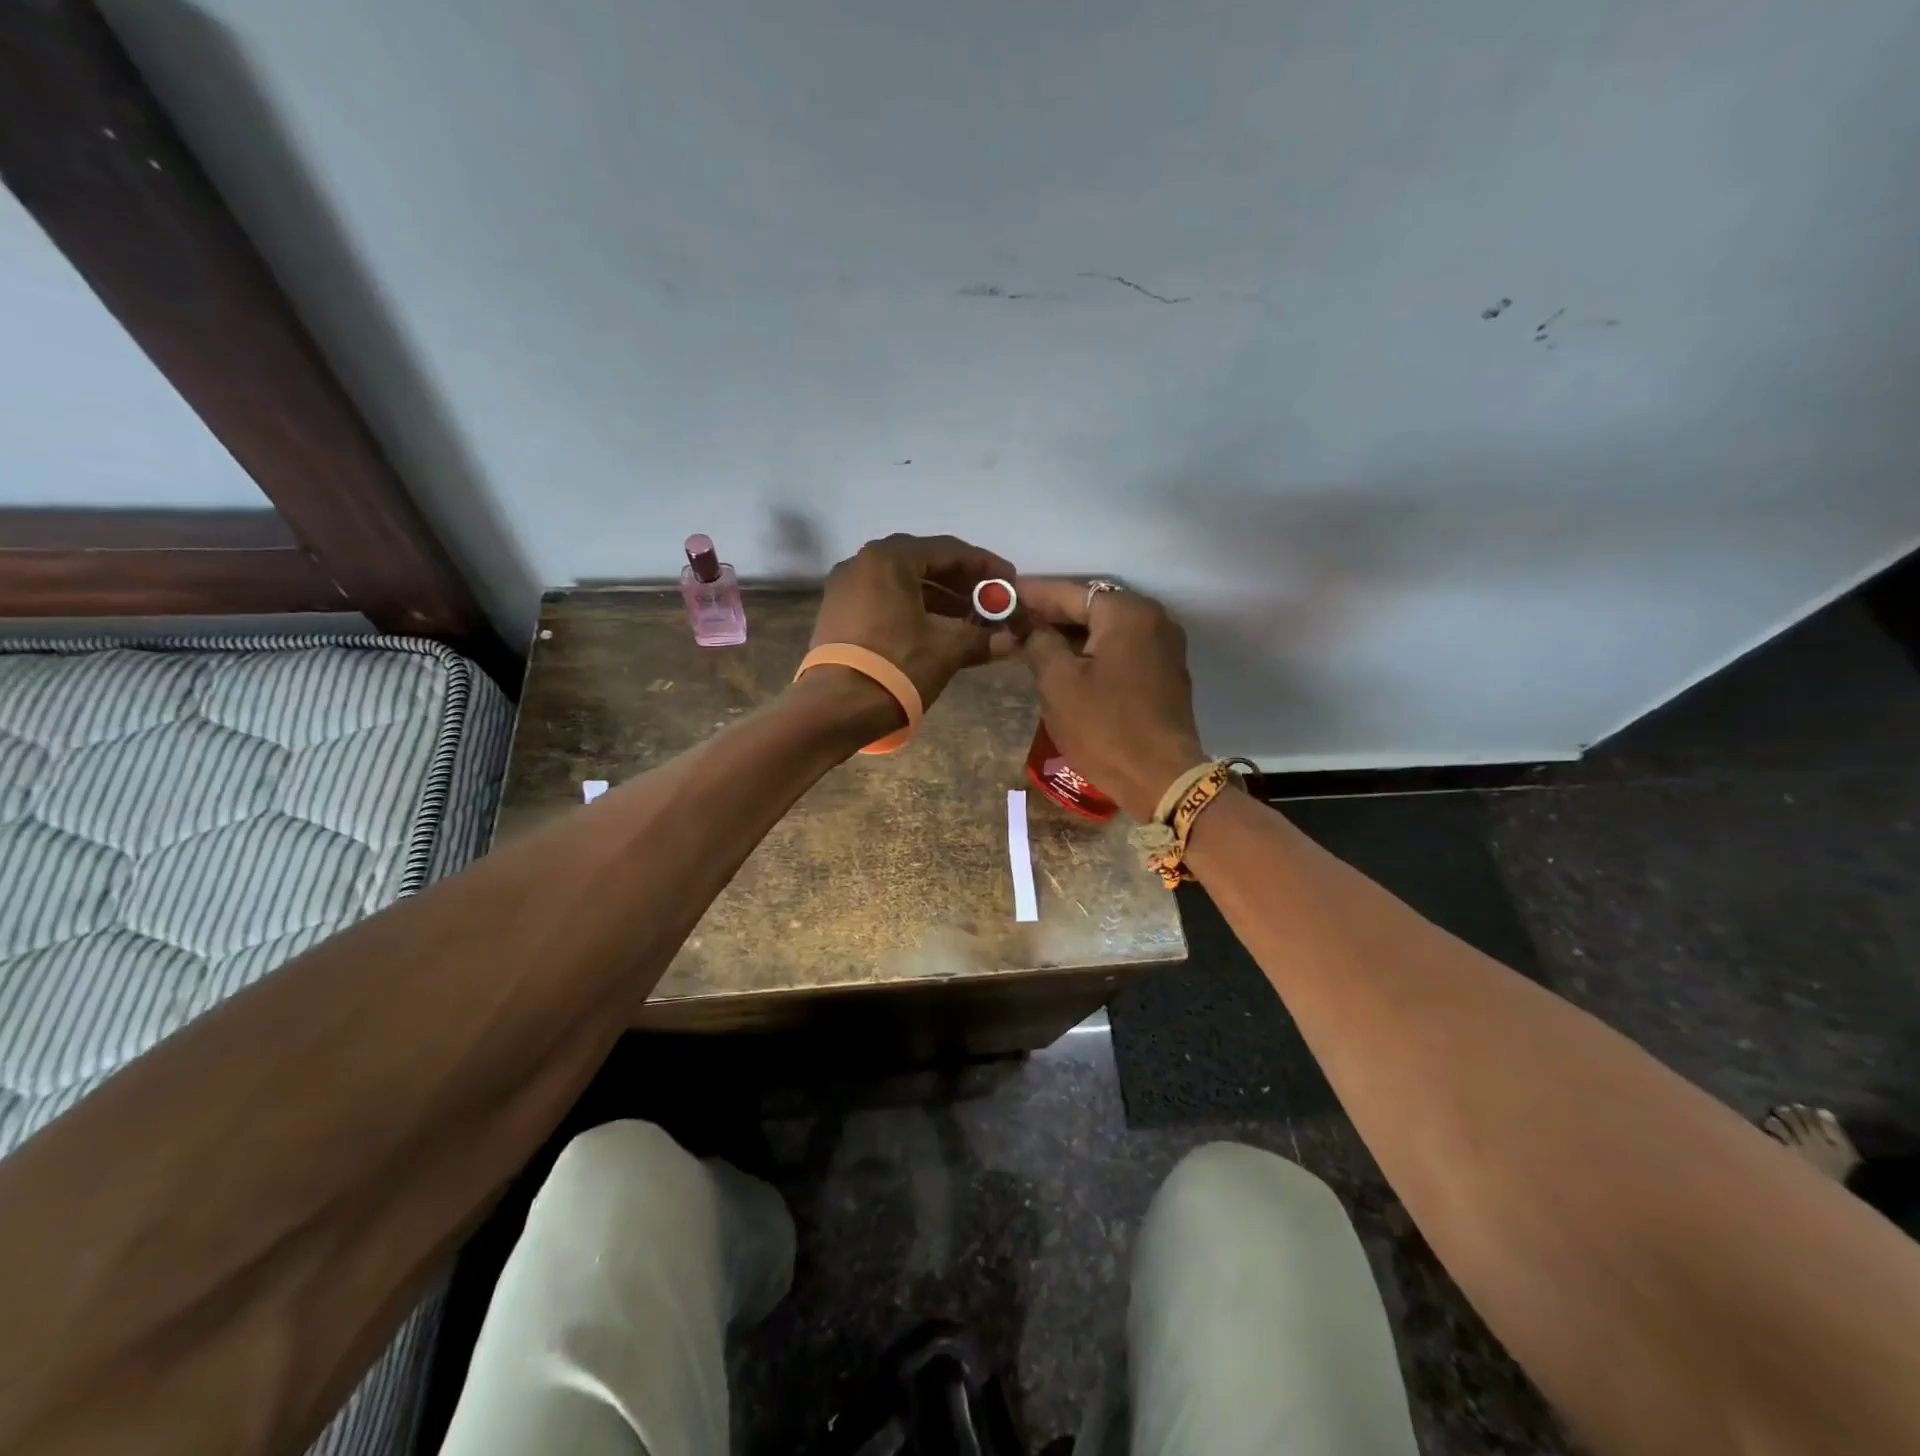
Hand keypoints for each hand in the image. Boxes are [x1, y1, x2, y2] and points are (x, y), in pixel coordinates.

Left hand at [803, 534, 1018, 730]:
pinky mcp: (837, 613)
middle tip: (990, 600)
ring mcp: (845, 588)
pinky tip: (936, 629)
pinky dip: (912, 608)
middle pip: (923, 562)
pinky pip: (884, 599)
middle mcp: (862, 563)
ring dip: (938, 597)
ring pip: (902, 582)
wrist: (834, 709)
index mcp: (890, 559)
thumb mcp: (946, 651)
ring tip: (969, 619)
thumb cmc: (895, 668)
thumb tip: (1011, 641)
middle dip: (961, 582)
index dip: (984, 567)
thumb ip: (981, 639)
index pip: (948, 550)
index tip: (1009, 582)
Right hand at [1017, 578, 1205, 820]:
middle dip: (1052, 614)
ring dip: (1072, 634)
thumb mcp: (1058, 683)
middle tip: (1014, 621)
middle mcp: (1153, 619)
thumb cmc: (1104, 727)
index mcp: (1126, 613)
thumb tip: (1030, 628)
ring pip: (1107, 629)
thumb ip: (1039, 643)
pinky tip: (1069, 663)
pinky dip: (1094, 651)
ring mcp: (1165, 646)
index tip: (1003, 595)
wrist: (1160, 779)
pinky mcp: (1166, 673)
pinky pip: (1122, 649)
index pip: (1070, 593)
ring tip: (1034, 642)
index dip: (1032, 594)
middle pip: (1092, 607)